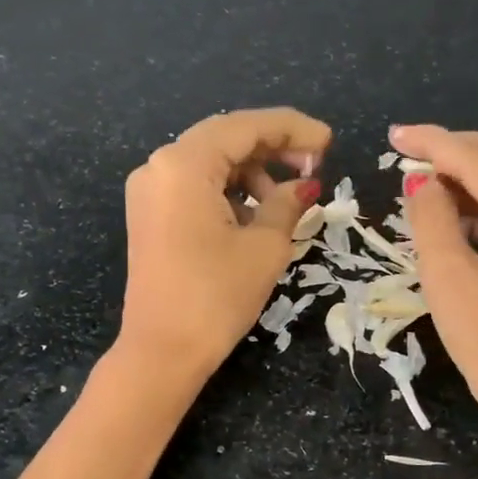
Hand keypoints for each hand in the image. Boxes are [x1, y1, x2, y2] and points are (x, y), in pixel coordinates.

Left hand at [119, 107, 330, 378]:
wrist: (163, 351)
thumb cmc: (217, 296)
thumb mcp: (265, 247)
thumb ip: (287, 204)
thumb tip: (304, 185)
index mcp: (184, 164)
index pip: (245, 127)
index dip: (292, 129)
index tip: (328, 142)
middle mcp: (159, 166)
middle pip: (224, 139)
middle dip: (272, 148)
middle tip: (314, 165)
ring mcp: (149, 192)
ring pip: (209, 164)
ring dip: (251, 173)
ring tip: (287, 200)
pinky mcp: (149, 217)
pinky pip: (195, 188)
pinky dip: (228, 192)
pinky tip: (256, 214)